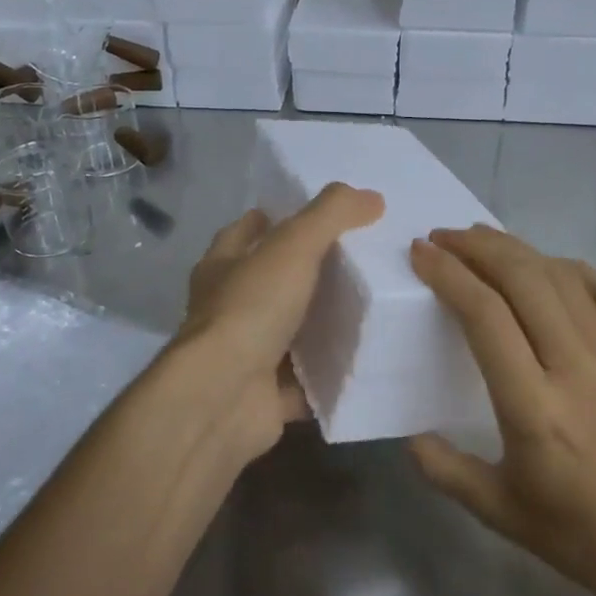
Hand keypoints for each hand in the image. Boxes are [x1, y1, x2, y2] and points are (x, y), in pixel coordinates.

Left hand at [177, 182, 383, 467]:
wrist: (223, 398)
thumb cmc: (250, 310)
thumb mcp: (292, 247)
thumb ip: (331, 216)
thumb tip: (372, 196)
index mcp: (223, 268)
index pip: (243, 233)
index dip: (270, 220)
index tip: (306, 215)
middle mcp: (228, 310)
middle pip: (268, 283)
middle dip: (303, 273)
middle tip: (355, 260)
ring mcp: (246, 356)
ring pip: (288, 334)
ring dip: (318, 325)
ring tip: (370, 308)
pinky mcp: (266, 396)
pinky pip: (306, 382)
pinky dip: (328, 375)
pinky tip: (363, 364)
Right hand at [407, 226, 595, 595]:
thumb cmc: (581, 536)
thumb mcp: (499, 512)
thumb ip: (445, 471)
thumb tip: (410, 437)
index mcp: (532, 406)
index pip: (484, 315)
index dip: (449, 274)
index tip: (421, 253)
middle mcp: (574, 367)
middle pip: (523, 279)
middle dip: (478, 247)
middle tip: (445, 237)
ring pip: (563, 278)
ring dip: (519, 250)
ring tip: (485, 240)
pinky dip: (576, 270)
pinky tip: (553, 268)